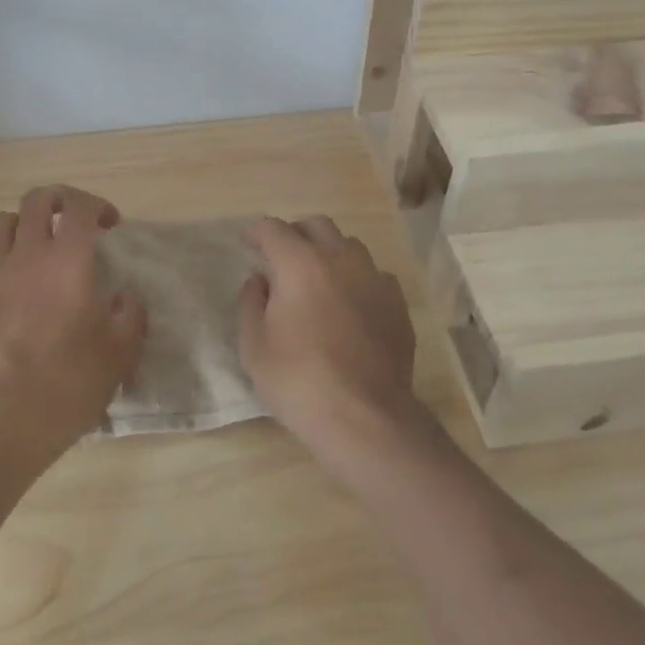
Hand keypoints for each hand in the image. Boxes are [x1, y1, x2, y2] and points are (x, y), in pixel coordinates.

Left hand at [0, 185, 146, 458]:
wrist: (8, 417)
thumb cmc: (73, 379)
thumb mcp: (121, 351)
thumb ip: (131, 315)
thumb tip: (127, 299)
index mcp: (69, 259)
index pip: (80, 205)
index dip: (97, 205)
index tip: (109, 224)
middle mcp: (28, 255)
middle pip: (36, 199)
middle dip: (57, 200)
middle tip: (70, 221)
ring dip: (20, 225)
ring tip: (33, 246)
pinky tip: (6, 283)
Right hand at [237, 216, 420, 462]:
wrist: (366, 418)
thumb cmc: (299, 381)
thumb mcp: (254, 347)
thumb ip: (250, 303)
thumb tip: (260, 280)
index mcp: (300, 264)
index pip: (273, 229)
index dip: (256, 233)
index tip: (248, 243)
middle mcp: (340, 259)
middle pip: (316, 225)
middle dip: (295, 234)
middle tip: (281, 257)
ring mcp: (374, 278)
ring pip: (349, 246)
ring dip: (328, 252)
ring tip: (317, 279)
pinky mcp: (397, 302)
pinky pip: (373, 275)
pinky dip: (356, 279)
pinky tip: (349, 304)